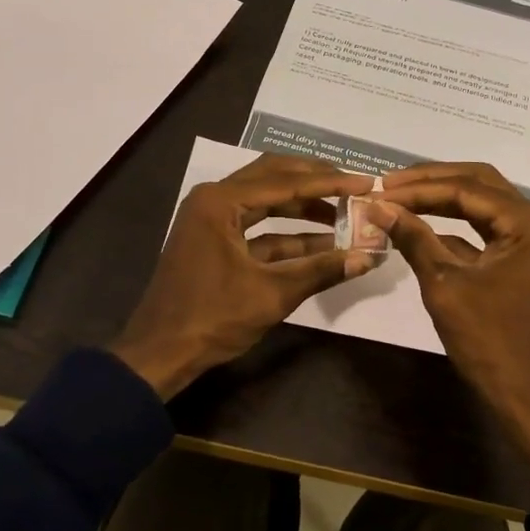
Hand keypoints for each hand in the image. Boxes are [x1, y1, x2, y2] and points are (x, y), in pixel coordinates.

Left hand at [109, 155, 377, 399]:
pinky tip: (322, 242)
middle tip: (355, 186)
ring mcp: (211, 219)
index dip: (330, 183)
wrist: (161, 352)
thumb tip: (368, 257)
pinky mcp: (214, 240)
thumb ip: (321, 271)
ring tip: (345, 213)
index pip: (286, 182)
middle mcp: (214, 200)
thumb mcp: (271, 294)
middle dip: (315, 182)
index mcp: (220, 201)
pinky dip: (287, 234)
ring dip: (303, 207)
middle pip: (274, 178)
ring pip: (266, 201)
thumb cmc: (212, 318)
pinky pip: (256, 227)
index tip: (367, 182)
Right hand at [371, 163, 529, 499]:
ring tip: (398, 198)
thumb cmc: (490, 342)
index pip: (466, 189)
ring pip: (482, 206)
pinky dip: (453, 228)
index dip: (418, 188)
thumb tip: (376, 206)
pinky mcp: (523, 263)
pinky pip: (485, 233)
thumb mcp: (445, 285)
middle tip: (388, 183)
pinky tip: (418, 228)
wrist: (528, 400)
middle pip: (479, 185)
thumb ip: (413, 238)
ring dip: (441, 201)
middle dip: (431, 182)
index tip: (377, 188)